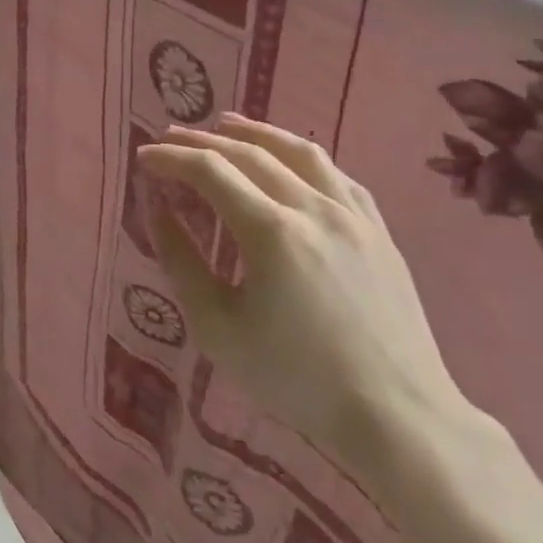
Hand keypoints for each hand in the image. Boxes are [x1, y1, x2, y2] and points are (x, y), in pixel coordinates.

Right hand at [140, 114, 471, 480]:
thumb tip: (157, 209)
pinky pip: (336, 174)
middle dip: (202, 139)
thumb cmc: (297, 379)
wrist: (399, 419)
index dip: (171, 158)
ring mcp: (353, 216)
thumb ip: (181, 261)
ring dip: (255, 132)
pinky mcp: (379, 231)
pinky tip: (289, 159)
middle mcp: (314, 208)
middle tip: (169, 137)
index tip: (143, 158)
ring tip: (225, 123)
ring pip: (299, 151)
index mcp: (272, 231)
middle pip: (250, 153)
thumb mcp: (218, 328)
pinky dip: (301, 156)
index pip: (210, 170)